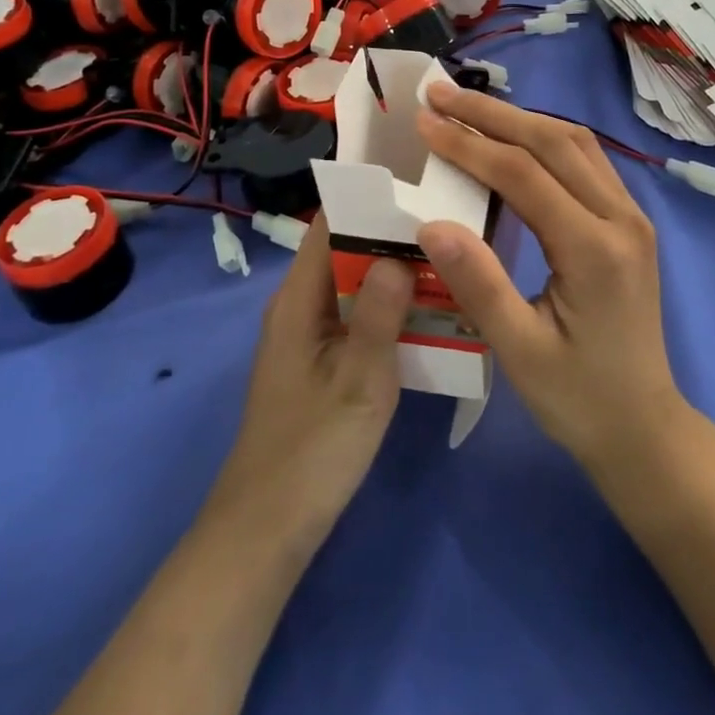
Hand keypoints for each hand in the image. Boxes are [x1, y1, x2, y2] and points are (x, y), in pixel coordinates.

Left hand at [208, 213, 415, 543]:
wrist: (269, 527)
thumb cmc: (313, 448)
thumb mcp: (358, 379)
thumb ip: (380, 313)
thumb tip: (401, 253)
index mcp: (298, 298)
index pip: (328, 225)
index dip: (367, 200)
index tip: (415, 187)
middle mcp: (299, 305)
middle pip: (344, 250)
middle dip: (390, 234)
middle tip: (446, 222)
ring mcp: (308, 334)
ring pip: (353, 284)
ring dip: (391, 272)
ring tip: (445, 257)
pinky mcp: (320, 361)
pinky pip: (355, 315)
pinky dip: (386, 306)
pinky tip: (426, 311)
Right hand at [414, 83, 686, 470]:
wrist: (646, 429)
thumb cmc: (579, 399)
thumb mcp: (520, 353)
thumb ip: (478, 284)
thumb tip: (430, 222)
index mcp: (594, 250)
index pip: (524, 174)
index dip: (469, 145)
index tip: (423, 121)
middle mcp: (621, 219)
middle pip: (553, 142)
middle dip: (491, 113)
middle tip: (438, 93)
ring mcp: (631, 217)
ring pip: (574, 143)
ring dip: (519, 119)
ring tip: (467, 108)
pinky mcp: (629, 222)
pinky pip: (585, 161)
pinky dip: (543, 139)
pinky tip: (512, 139)